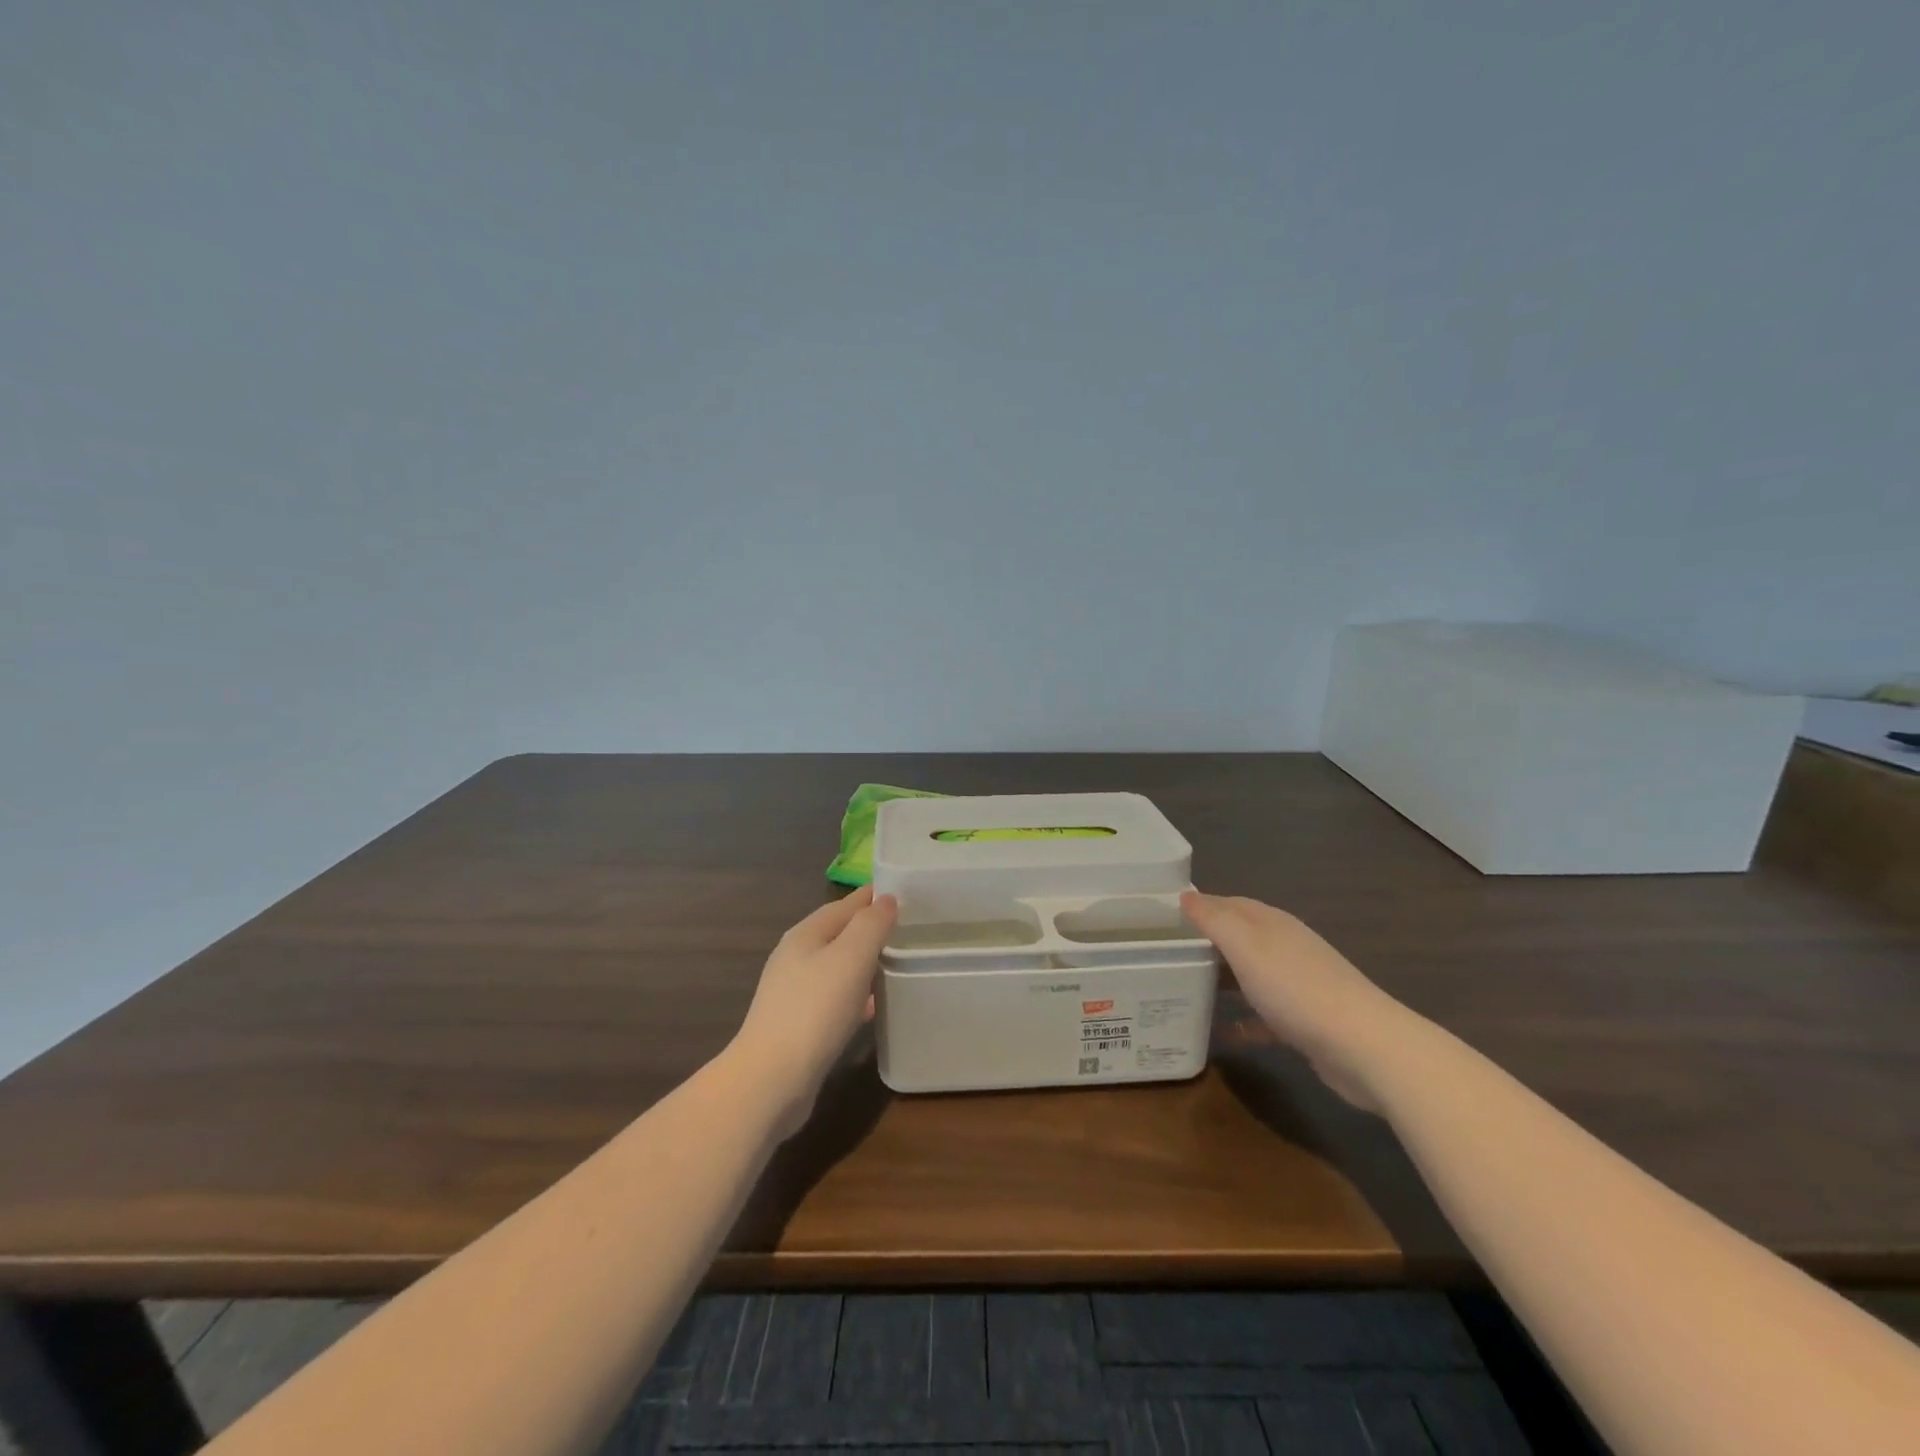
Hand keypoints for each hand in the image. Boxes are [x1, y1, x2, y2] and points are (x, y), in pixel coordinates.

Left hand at [732, 885, 896, 1136]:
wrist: (771, 1080)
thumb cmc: (814, 1010)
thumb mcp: (851, 958)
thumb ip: (871, 925)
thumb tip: (886, 899)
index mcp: (805, 934)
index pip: (845, 904)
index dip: (873, 896)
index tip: (907, 892)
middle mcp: (796, 958)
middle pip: (839, 934)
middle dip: (870, 929)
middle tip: (908, 929)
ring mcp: (793, 993)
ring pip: (837, 967)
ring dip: (864, 962)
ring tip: (896, 963)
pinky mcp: (798, 1025)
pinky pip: (834, 998)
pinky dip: (855, 995)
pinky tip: (872, 1007)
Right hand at [1180, 890, 1416, 1111]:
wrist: (1364, 1047)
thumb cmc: (1296, 988)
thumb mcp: (1246, 946)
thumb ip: (1214, 919)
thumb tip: (1185, 896)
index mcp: (1271, 924)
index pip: (1229, 903)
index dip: (1199, 906)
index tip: (1164, 919)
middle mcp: (1285, 947)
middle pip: (1239, 938)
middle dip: (1206, 943)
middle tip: (1167, 956)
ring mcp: (1298, 984)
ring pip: (1250, 975)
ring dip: (1222, 980)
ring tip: (1186, 990)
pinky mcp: (1305, 1022)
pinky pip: (1264, 1016)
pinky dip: (1242, 1021)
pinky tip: (1221, 1034)